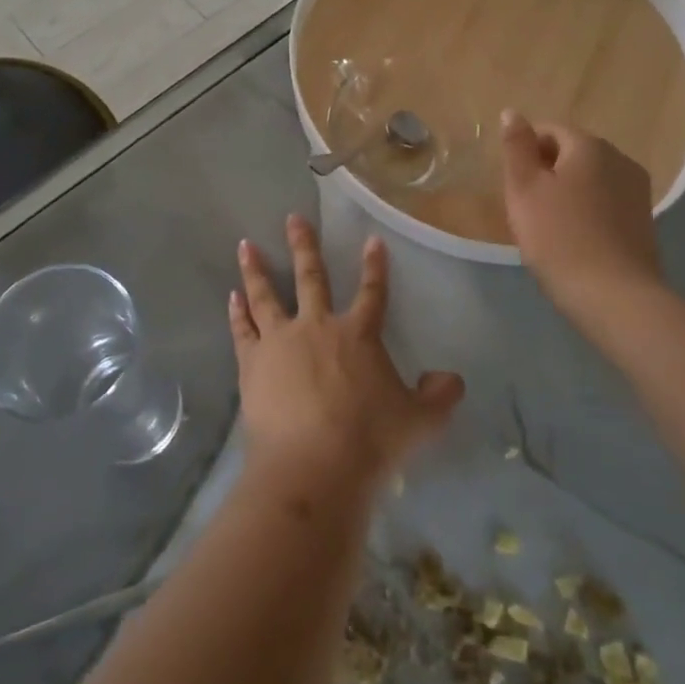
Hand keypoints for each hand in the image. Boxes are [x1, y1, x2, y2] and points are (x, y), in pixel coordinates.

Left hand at [229, 215, 463, 493]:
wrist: (312, 465)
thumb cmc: (370, 441)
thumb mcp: (420, 421)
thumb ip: (439, 397)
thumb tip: (452, 380)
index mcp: (359, 334)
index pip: (372, 292)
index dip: (374, 266)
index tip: (371, 240)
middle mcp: (317, 326)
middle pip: (311, 277)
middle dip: (303, 245)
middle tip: (293, 218)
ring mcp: (280, 342)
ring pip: (265, 295)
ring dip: (256, 269)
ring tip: (246, 246)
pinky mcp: (252, 364)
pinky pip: (243, 330)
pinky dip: (237, 312)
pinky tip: (232, 297)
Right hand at [498, 110, 665, 321]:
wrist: (614, 296)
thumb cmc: (559, 238)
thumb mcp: (524, 189)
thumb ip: (516, 147)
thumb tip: (512, 112)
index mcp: (589, 146)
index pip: (549, 130)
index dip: (525, 153)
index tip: (514, 185)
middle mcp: (620, 159)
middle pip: (573, 152)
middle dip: (547, 171)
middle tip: (528, 207)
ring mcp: (638, 190)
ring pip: (591, 178)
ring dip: (568, 192)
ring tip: (550, 226)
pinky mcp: (645, 220)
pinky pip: (606, 202)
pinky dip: (588, 211)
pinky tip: (576, 239)